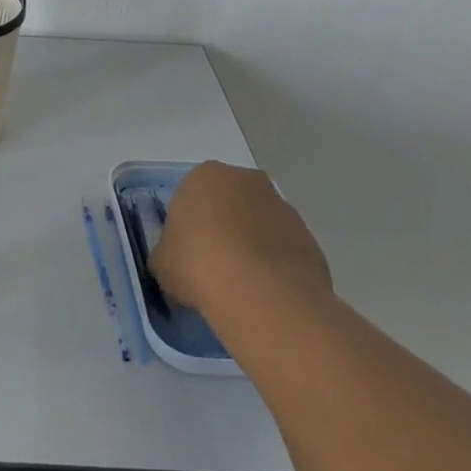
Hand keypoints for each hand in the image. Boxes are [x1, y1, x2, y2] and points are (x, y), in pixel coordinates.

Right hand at [149, 161, 330, 319]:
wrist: (261, 294)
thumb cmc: (198, 264)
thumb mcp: (161, 261)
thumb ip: (168, 252)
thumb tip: (177, 260)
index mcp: (205, 176)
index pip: (191, 194)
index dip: (187, 224)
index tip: (185, 251)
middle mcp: (247, 181)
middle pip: (229, 202)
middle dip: (222, 227)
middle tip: (210, 264)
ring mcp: (283, 207)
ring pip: (259, 224)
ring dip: (250, 245)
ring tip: (238, 284)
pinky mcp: (309, 237)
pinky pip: (282, 248)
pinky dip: (273, 265)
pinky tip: (263, 292)